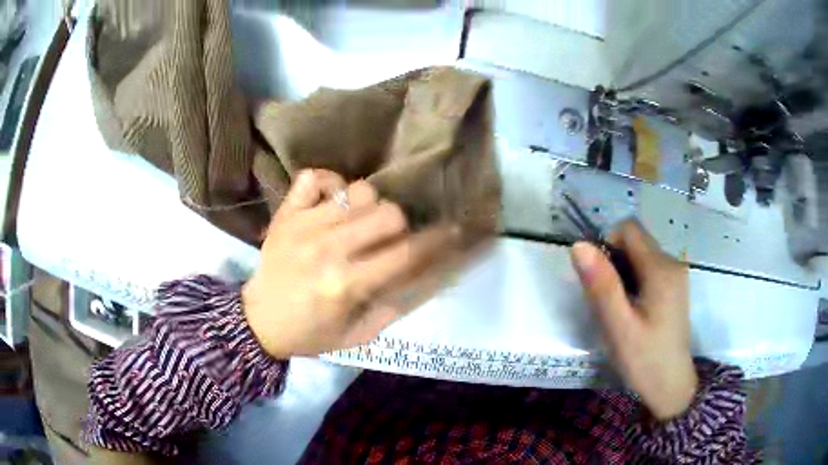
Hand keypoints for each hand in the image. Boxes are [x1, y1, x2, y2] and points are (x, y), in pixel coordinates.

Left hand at [242, 169, 455, 358]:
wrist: (259, 322)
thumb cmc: (312, 333)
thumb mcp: (361, 333)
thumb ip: (398, 304)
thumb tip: (435, 272)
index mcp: (347, 285)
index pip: (407, 253)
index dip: (437, 241)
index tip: (453, 231)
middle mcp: (327, 248)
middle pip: (388, 212)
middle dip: (399, 226)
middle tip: (387, 240)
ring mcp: (303, 225)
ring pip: (358, 190)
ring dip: (368, 206)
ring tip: (358, 223)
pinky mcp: (286, 213)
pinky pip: (314, 176)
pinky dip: (330, 184)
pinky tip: (332, 202)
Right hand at [570, 221, 696, 420]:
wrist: (671, 387)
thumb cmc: (644, 360)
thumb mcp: (618, 327)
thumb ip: (601, 285)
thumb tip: (579, 245)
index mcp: (661, 269)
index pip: (629, 229)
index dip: (607, 244)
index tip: (600, 280)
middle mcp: (672, 262)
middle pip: (636, 241)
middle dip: (615, 262)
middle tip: (608, 302)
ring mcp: (676, 275)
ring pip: (641, 255)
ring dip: (623, 273)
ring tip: (620, 310)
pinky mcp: (675, 287)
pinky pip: (649, 269)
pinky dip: (634, 281)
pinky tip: (634, 311)